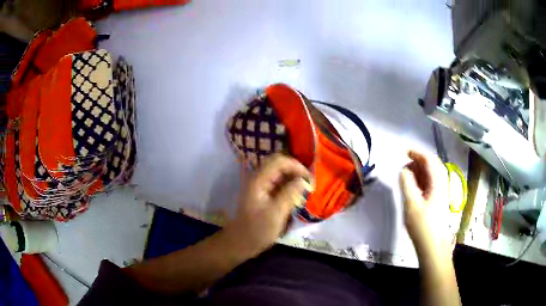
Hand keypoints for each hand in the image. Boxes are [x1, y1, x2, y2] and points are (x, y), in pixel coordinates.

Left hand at [225, 154, 311, 256]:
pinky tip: (297, 196)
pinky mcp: (263, 194)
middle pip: (278, 164)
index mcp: (259, 181)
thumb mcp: (276, 214)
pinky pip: (278, 183)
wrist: (241, 243)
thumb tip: (304, 180)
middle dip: (295, 170)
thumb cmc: (257, 230)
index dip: (296, 166)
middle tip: (308, 183)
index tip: (309, 179)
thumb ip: (290, 194)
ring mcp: (260, 186)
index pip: (279, 161)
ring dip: (293, 178)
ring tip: (305, 189)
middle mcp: (258, 179)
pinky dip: (288, 186)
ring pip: (279, 173)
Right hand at [400, 150, 450, 258]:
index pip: (429, 160)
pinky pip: (431, 183)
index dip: (417, 153)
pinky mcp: (438, 200)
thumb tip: (403, 170)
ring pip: (432, 174)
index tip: (404, 152)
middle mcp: (442, 184)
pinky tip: (414, 186)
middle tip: (404, 164)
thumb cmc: (422, 226)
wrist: (433, 246)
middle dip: (418, 161)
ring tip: (407, 175)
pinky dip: (422, 180)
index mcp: (438, 182)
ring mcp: (441, 193)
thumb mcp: (411, 204)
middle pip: (432, 165)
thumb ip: (407, 184)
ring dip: (420, 170)